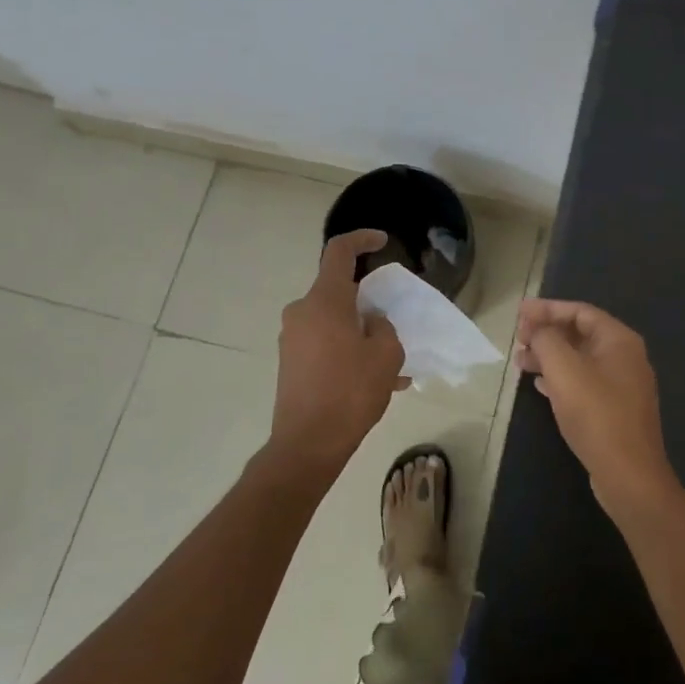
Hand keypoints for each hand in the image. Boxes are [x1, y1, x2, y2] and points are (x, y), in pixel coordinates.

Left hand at [269, 229, 406, 474]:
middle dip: (368, 302)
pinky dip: (348, 352)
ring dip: (361, 333)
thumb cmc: (350, 392)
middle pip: (339, 291)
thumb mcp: (386, 355)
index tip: (382, 241)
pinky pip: (325, 344)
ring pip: (334, 321)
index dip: (362, 239)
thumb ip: (383, 327)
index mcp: (324, 301)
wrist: (307, 444)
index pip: (339, 252)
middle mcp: (302, 312)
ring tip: (392, 363)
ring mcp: (292, 338)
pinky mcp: (290, 362)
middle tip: (394, 322)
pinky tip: (375, 381)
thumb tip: (370, 323)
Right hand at [515, 299, 676, 515]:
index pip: (580, 311)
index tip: (519, 313)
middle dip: (547, 333)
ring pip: (580, 360)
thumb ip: (547, 340)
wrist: (628, 474)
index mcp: (619, 340)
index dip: (547, 309)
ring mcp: (622, 385)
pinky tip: (539, 386)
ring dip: (549, 357)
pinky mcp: (615, 410)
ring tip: (519, 362)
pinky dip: (560, 378)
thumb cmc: (596, 414)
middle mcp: (625, 357)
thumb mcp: (564, 370)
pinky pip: (583, 382)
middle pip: (580, 334)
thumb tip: (537, 328)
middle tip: (517, 338)